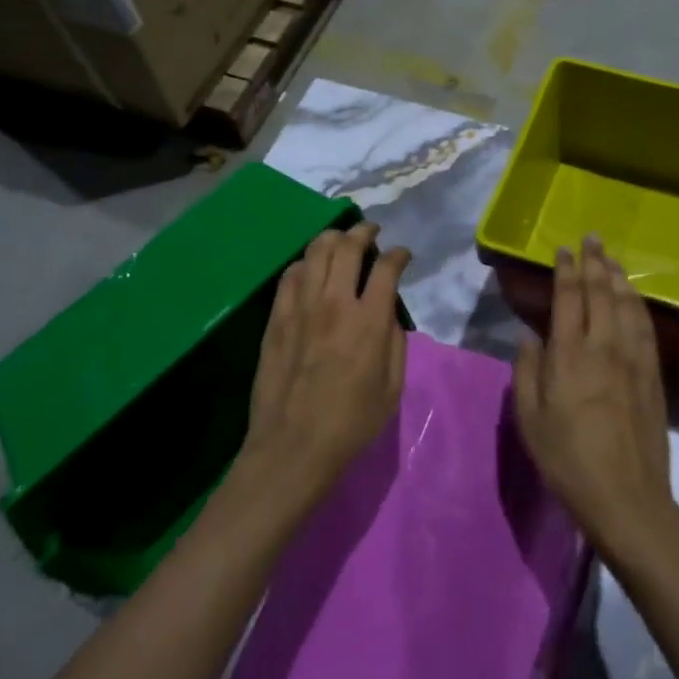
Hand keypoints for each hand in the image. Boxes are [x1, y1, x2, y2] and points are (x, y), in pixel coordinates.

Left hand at [234, 221, 411, 512]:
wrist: (293, 447)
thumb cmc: (351, 423)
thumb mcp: (392, 387)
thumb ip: (394, 340)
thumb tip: (387, 311)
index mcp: (368, 321)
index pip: (386, 266)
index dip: (398, 254)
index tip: (402, 255)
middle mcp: (334, 302)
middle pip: (347, 246)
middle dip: (364, 231)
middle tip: (371, 233)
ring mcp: (301, 306)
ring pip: (315, 251)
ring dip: (333, 238)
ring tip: (341, 241)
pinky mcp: (276, 317)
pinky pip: (290, 274)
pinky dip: (305, 263)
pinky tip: (311, 270)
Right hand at [515, 236, 675, 556]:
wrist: (627, 499)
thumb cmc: (567, 461)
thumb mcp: (530, 419)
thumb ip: (526, 371)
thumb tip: (529, 335)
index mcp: (569, 355)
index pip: (568, 298)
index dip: (566, 270)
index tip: (563, 249)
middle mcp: (604, 347)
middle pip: (601, 293)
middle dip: (594, 262)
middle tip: (592, 237)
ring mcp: (634, 360)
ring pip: (627, 305)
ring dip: (618, 276)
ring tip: (611, 257)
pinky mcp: (653, 376)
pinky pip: (646, 328)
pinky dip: (638, 304)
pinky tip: (634, 297)